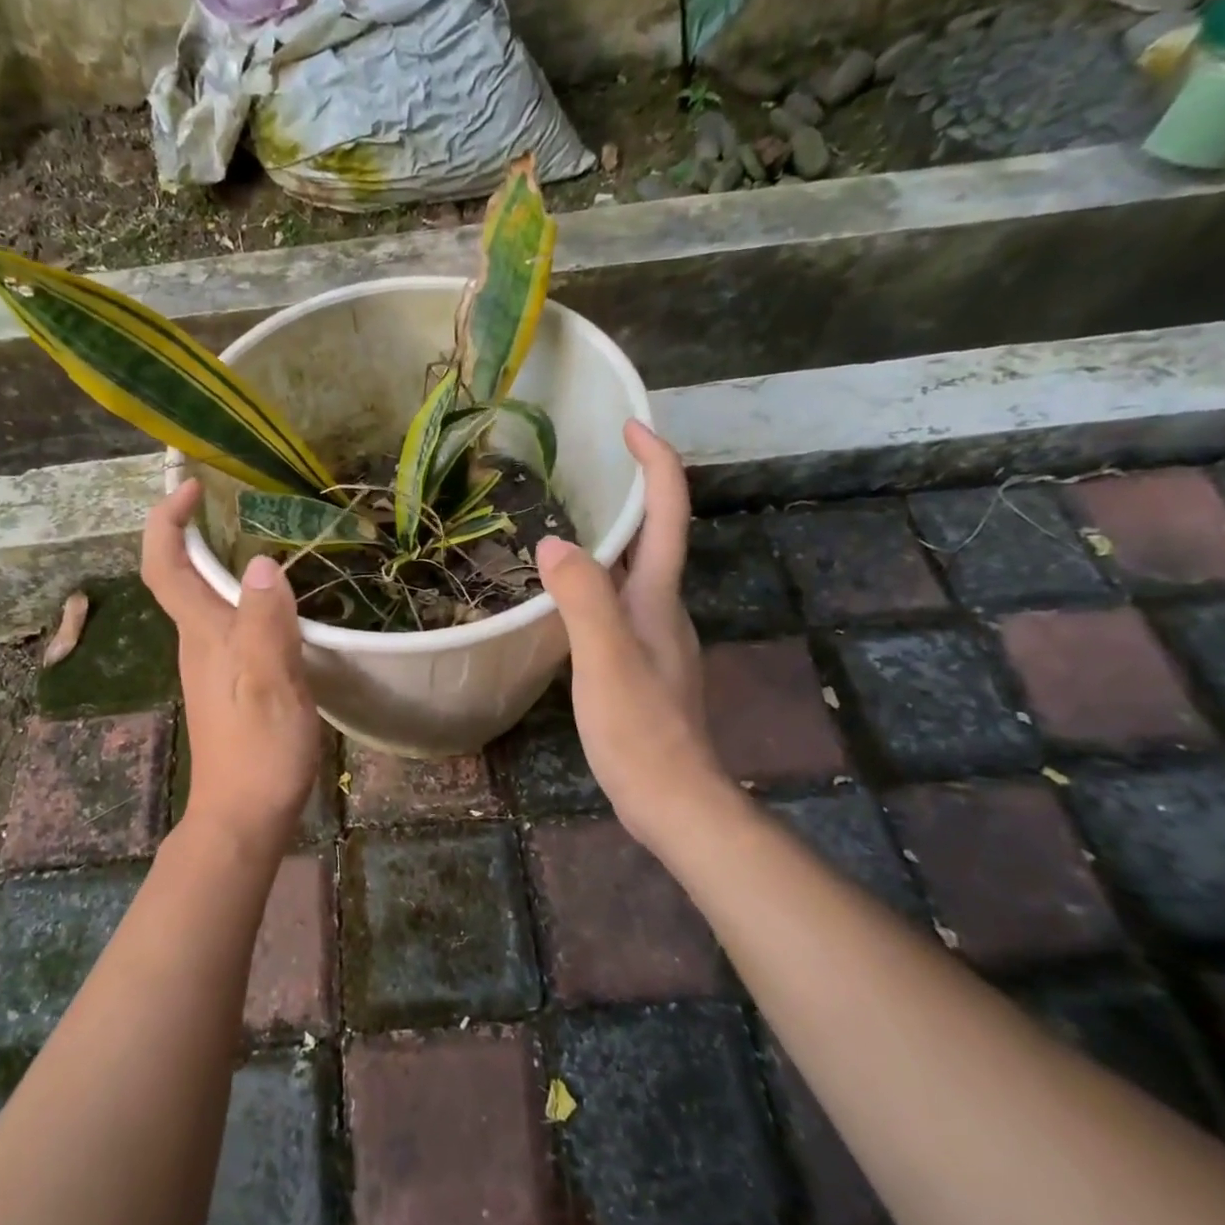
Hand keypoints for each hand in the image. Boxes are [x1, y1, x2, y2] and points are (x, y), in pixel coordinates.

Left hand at [142, 480, 320, 850]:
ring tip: (267, 539)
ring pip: (206, 600)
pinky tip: (279, 602)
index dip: (166, 522)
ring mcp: (212, 665)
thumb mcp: (270, 680)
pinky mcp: (230, 683)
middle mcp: (198, 642)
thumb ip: (266, 621)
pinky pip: (230, 624)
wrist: (244, 815)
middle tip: (236, 501)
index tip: (189, 487)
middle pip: (181, 576)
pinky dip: (245, 597)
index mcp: (203, 634)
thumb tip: (264, 563)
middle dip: (195, 531)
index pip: (166, 566)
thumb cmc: (258, 749)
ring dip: (221, 562)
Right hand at [535, 420, 731, 844]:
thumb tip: (553, 543)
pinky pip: (620, 602)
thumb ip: (583, 600)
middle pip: (656, 537)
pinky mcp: (641, 663)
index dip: (656, 465)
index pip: (668, 515)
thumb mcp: (604, 660)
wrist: (671, 798)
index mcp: (658, 597)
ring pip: (636, 571)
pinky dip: (598, 579)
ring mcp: (655, 637)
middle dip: (633, 492)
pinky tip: (567, 595)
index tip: (630, 426)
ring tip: (567, 519)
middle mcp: (663, 608)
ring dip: (613, 536)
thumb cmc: (640, 729)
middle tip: (587, 466)